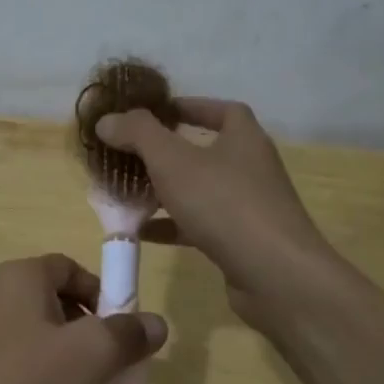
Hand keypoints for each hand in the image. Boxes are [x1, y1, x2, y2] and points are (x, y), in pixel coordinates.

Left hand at [0, 254, 166, 383]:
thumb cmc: (27, 381)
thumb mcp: (92, 355)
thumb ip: (128, 334)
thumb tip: (155, 323)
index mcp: (21, 276)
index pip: (70, 268)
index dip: (101, 293)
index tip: (121, 330)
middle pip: (54, 303)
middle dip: (87, 333)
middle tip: (108, 366)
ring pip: (36, 338)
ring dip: (65, 361)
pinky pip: (15, 365)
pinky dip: (39, 381)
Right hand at [96, 98, 331, 336]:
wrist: (276, 276)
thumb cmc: (224, 204)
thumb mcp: (172, 160)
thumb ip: (137, 134)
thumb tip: (107, 120)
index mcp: (243, 138)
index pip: (220, 110)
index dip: (188, 107)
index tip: (155, 113)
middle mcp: (250, 167)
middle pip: (205, 150)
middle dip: (166, 152)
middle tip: (130, 154)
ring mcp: (248, 206)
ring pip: (199, 190)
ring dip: (164, 190)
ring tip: (127, 192)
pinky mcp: (241, 241)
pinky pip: (199, 224)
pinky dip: (171, 225)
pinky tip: (141, 232)